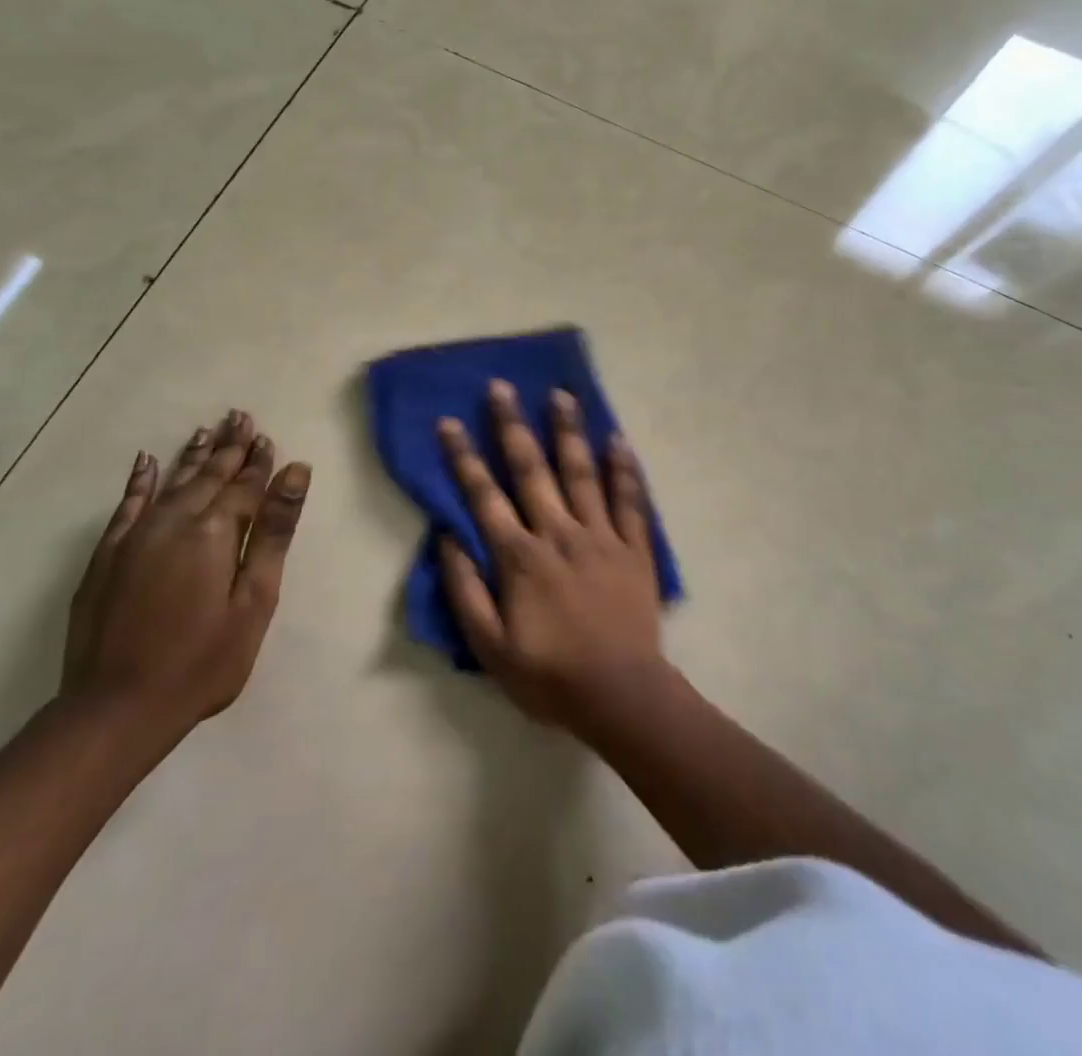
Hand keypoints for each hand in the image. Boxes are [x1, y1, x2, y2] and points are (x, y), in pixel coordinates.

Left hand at [64, 410, 308, 735]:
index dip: (259, 462)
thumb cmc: (203, 659)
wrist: (116, 708)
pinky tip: (146, 461)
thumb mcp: (255, 598)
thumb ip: (274, 531)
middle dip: (229, 447)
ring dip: (193, 456)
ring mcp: (135, 536)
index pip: (244, 485)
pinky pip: (127, 504)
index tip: (268, 437)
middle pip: (209, 475)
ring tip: (208, 430)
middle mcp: (174, 521)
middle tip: (241, 417)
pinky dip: (139, 480)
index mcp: (215, 530)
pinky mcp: (107, 556)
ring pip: (171, 481)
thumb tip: (295, 471)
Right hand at [438, 380, 664, 730]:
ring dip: (568, 431)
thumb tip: (447, 539)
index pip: (484, 497)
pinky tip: (617, 439)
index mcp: (520, 557)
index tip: (449, 422)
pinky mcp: (634, 547)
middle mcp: (559, 533)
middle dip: (512, 426)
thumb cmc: (549, 676)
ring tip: (561, 394)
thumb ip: (465, 591)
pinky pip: (630, 500)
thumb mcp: (490, 648)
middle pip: (532, 470)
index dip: (463, 458)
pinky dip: (624, 468)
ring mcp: (601, 536)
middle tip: (501, 386)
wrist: (621, 695)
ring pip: (582, 472)